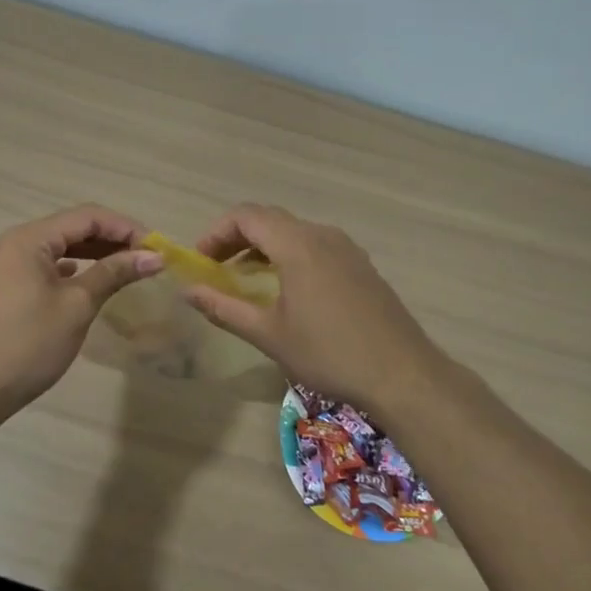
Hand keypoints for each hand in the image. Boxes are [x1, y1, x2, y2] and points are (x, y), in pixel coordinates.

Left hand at [0, 205, 163, 422]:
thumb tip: (154, 256)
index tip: (157, 248)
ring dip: (96, 254)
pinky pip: (48, 266)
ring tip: (129, 268)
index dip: (125, 228)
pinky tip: (93, 281)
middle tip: (149, 258)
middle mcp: (16, 243)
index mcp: (29, 239)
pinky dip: (76, 270)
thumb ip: (114, 274)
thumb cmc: (28, 344)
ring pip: (61, 248)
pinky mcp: (8, 288)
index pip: (87, 217)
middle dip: (113, 239)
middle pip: (73, 228)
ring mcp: (8, 266)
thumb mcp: (76, 306)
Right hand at [183, 204, 447, 412]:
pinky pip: (315, 245)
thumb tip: (188, 291)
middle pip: (269, 219)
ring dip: (263, 247)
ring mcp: (346, 248)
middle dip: (236, 238)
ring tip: (244, 278)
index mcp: (297, 244)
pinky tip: (285, 288)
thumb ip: (224, 308)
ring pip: (294, 232)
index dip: (216, 232)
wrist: (402, 374)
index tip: (200, 261)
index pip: (246, 216)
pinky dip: (289, 255)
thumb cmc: (329, 354)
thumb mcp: (269, 334)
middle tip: (215, 268)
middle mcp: (322, 235)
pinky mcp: (360, 265)